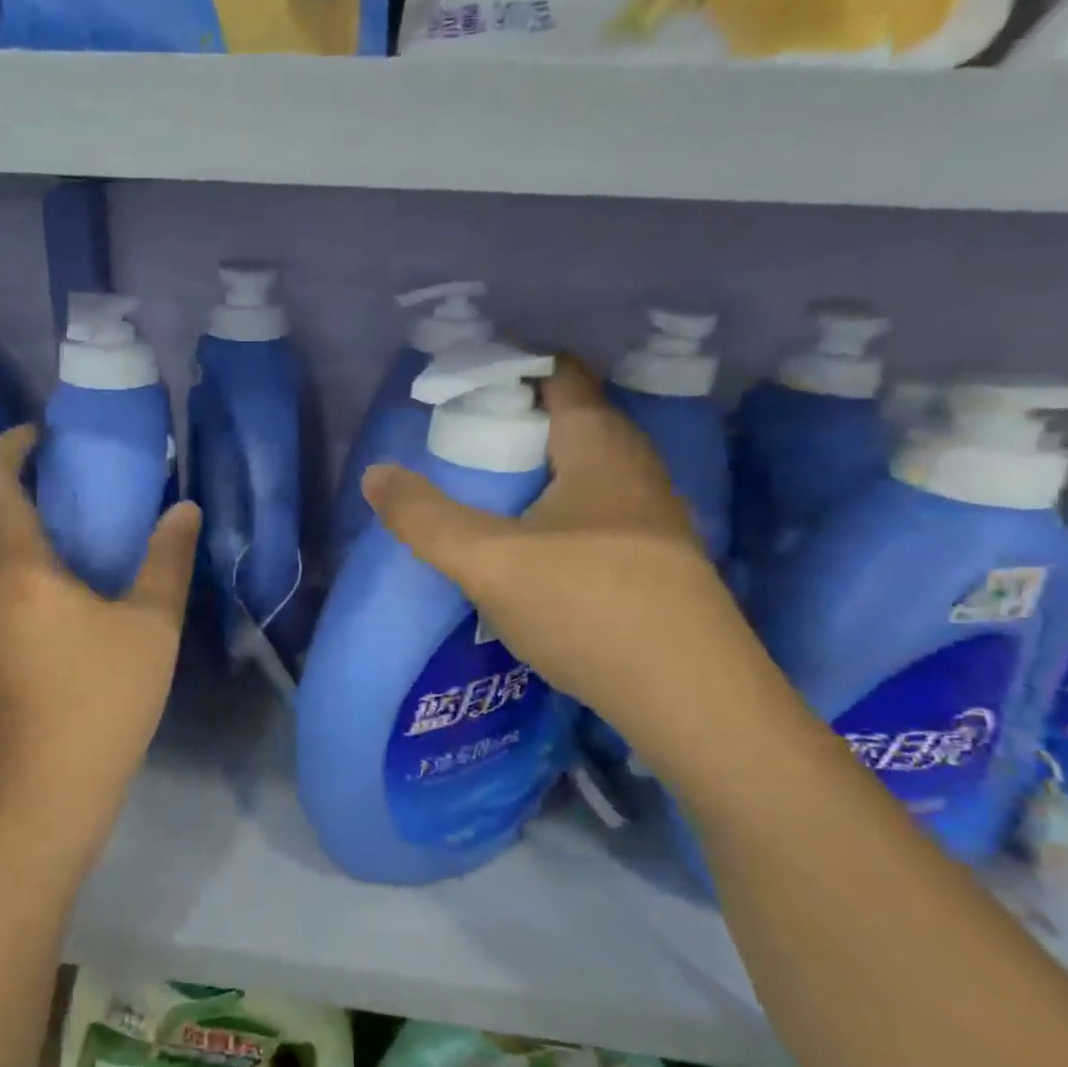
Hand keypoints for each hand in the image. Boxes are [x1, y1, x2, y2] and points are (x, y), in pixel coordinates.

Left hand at [0, 427, 200, 848]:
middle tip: (26, 475)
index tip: (35, 436)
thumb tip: (184, 509)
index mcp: (17, 569)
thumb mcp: (151, 628)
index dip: (8, 449)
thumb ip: (167, 561)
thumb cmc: (101, 702)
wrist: (42, 794)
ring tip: (25, 523)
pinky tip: (20, 584)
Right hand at [363, 357, 751, 747]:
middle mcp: (635, 470)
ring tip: (486, 488)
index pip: (560, 375)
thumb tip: (375, 474)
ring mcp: (651, 518)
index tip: (460, 382)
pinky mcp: (653, 562)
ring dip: (538, 468)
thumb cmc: (588, 608)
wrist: (692, 700)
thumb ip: (424, 516)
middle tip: (461, 438)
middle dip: (517, 418)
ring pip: (585, 470)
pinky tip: (529, 544)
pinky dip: (556, 507)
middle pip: (573, 420)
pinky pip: (595, 509)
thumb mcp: (487, 561)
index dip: (511, 366)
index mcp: (600, 448)